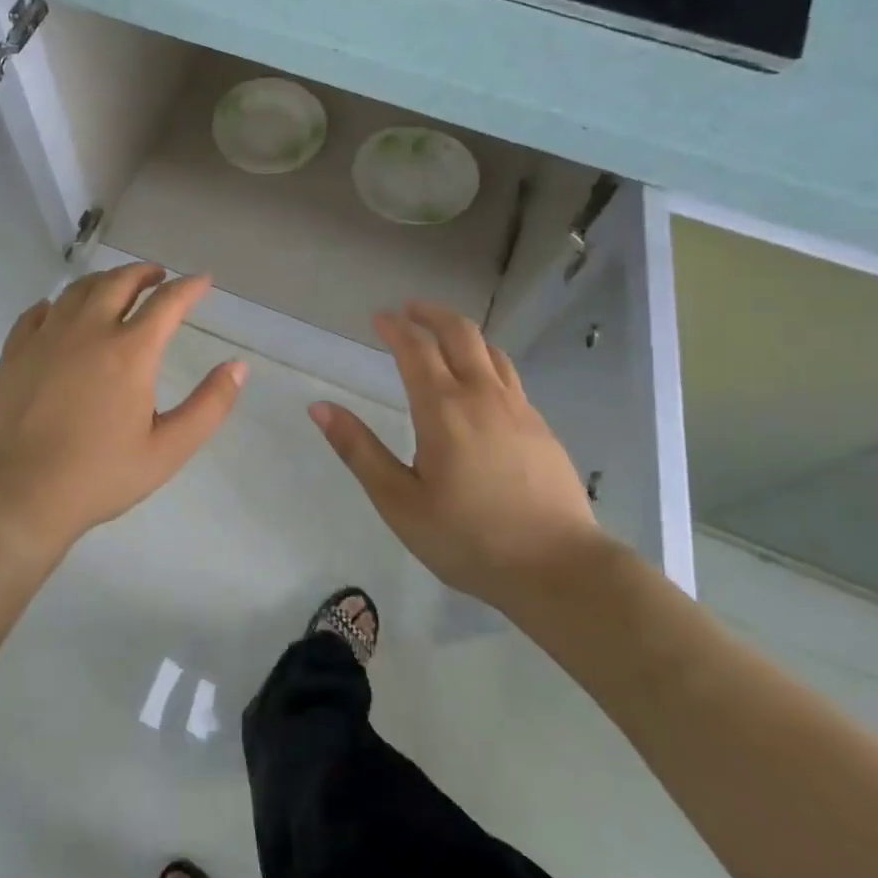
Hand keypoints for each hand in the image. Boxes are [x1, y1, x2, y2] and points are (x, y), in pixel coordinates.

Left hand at [0, 262, 245, 554]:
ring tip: (116, 287)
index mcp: (130, 352)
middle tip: (158, 277)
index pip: (167, 302)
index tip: (203, 281)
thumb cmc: (101, 474)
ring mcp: (47, 337)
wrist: (24, 493)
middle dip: (144, 273)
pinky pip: (38, 311)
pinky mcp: (16, 351)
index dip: (190, 287)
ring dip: (104, 281)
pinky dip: (59, 303)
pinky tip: (61, 312)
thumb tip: (238, 367)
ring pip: (78, 289)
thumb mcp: (169, 449)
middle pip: (119, 282)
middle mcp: (88, 331)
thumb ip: (209, 405)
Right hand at [308, 301, 604, 605]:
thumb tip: (319, 407)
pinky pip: (509, 375)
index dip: (395, 327)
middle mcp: (482, 396)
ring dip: (462, 332)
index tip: (378, 317)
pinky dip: (486, 360)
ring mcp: (519, 409)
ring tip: (442, 336)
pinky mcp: (541, 427)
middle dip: (432, 314)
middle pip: (460, 333)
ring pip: (491, 351)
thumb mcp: (399, 500)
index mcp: (443, 409)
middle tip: (409, 309)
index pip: (416, 349)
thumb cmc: (467, 537)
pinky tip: (480, 383)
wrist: (558, 567)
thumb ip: (359, 450)